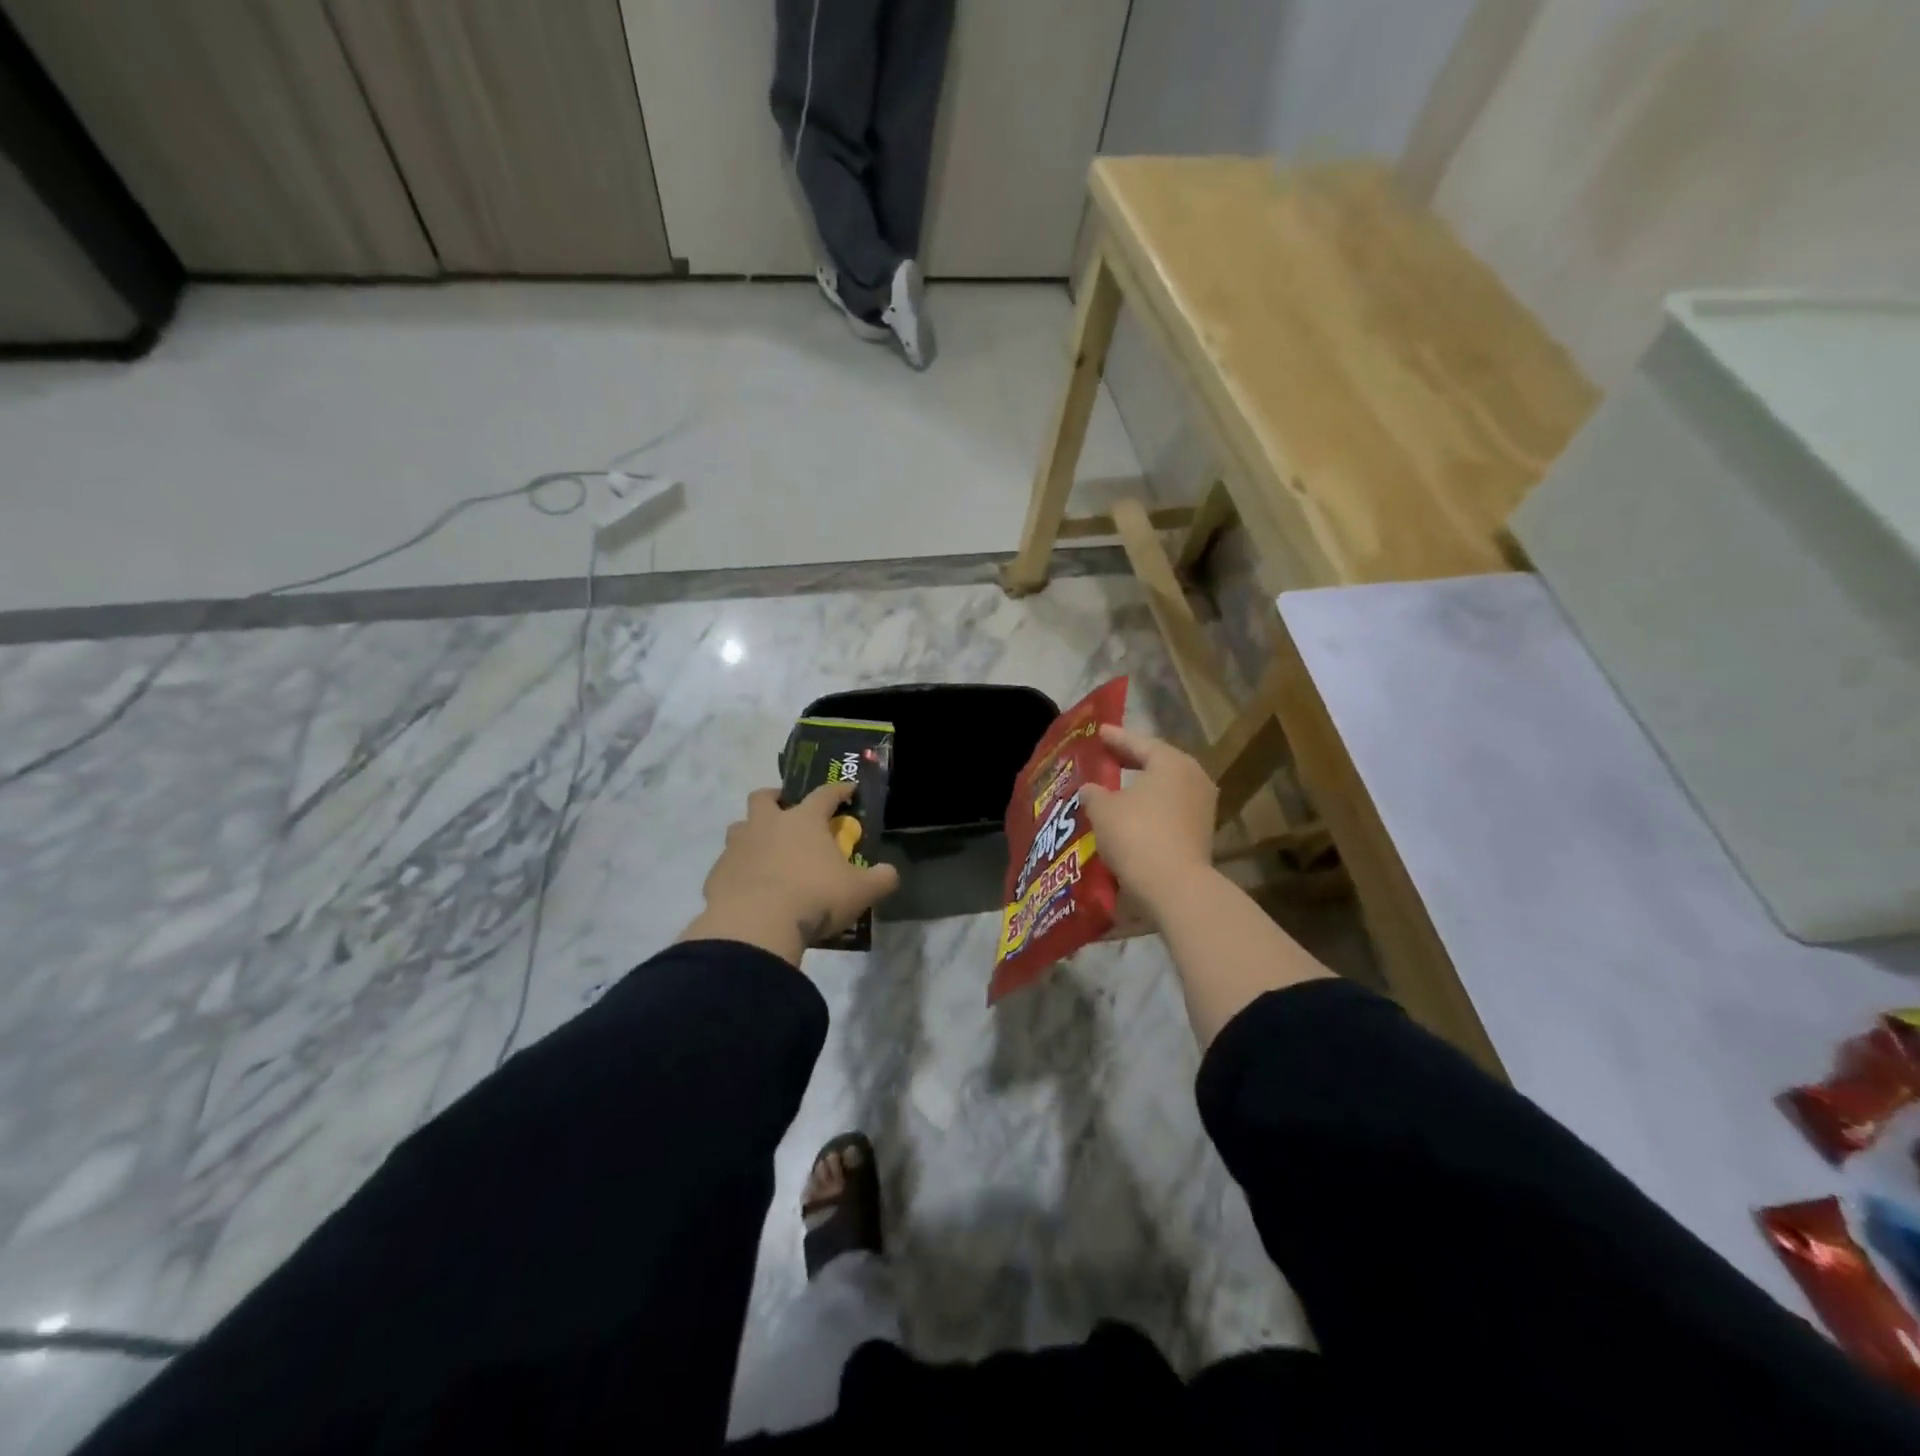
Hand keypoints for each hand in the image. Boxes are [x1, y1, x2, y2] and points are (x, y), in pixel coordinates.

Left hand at [679, 783, 900, 965]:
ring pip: (739, 827)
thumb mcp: (860, 892)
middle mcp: (767, 825)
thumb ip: (881, 879)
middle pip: (764, 797)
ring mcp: (738, 847)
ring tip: (766, 852)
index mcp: (804, 820)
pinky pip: (728, 864)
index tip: (848, 790)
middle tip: (787, 811)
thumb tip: (890, 873)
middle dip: (775, 798)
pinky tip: (750, 888)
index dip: (839, 790)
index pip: (825, 794)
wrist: (755, 926)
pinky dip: (739, 870)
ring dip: (752, 833)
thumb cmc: (814, 898)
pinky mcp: (717, 874)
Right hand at [1080, 726, 1216, 916]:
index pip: (1139, 742)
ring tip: (1114, 788)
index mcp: (1171, 762)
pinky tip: (1129, 815)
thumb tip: (1091, 789)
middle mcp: (1193, 778)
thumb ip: (1094, 793)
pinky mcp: (1200, 833)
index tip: (1098, 732)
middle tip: (1105, 756)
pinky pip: (1168, 810)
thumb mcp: (1103, 810)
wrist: (1174, 887)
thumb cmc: (1136, 835)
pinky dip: (1149, 809)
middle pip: (1156, 763)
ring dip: (1140, 788)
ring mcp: (1201, 807)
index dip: (1115, 738)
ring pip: (1164, 789)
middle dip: (1129, 761)